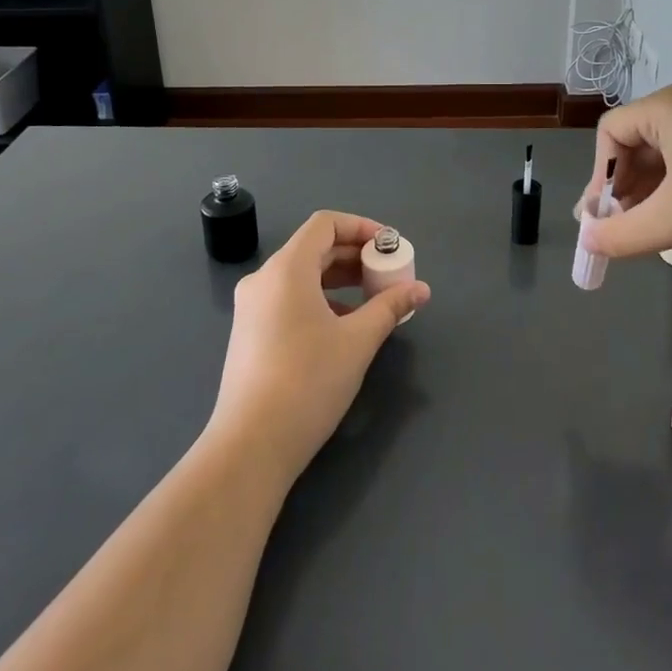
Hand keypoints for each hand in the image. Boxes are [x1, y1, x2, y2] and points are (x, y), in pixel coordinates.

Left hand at [208, 210, 429, 483]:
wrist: (250, 446)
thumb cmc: (308, 382)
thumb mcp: (357, 341)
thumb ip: (390, 307)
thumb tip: (421, 289)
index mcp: (287, 269)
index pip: (325, 224)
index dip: (362, 227)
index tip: (390, 247)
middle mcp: (264, 279)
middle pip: (314, 249)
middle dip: (356, 256)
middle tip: (389, 274)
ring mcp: (252, 308)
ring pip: (302, 276)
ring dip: (340, 280)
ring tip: (374, 301)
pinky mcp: (250, 333)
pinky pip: (290, 299)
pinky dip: (320, 300)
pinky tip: (344, 327)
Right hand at [574, 83, 671, 264]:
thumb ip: (620, 234)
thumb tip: (587, 244)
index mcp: (670, 106)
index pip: (611, 132)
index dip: (601, 176)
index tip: (605, 217)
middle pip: (640, 140)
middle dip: (628, 186)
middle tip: (625, 226)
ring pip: (671, 151)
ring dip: (655, 189)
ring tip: (656, 227)